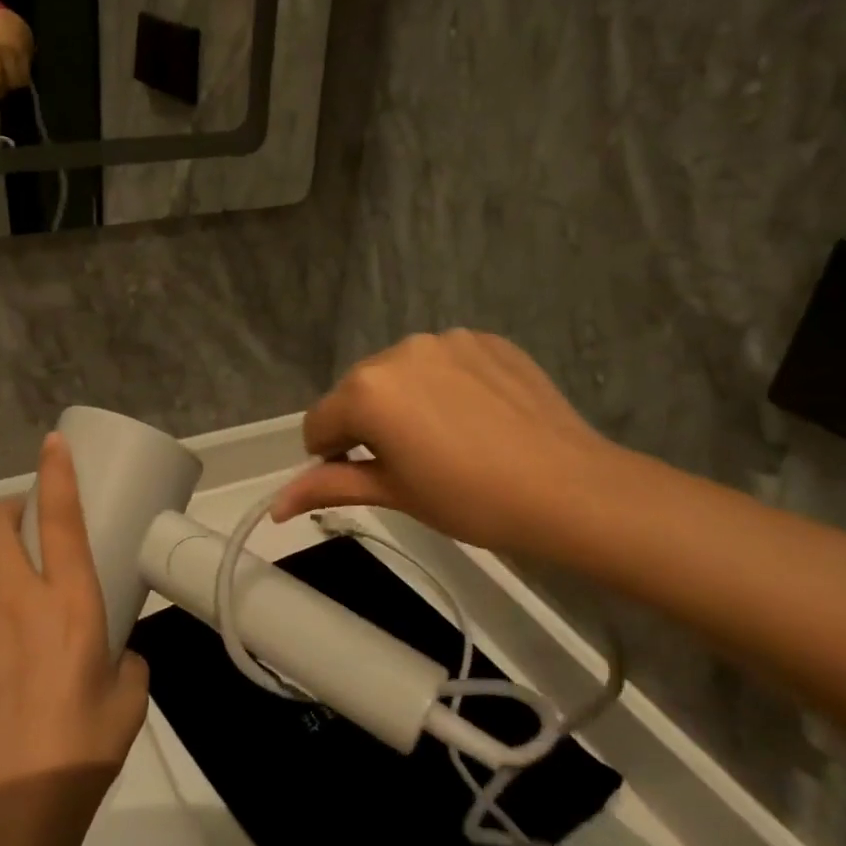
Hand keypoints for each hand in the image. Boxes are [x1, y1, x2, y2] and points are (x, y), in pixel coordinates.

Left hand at [0, 433, 149, 817]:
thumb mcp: (128, 697)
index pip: (61, 520)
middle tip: (13, 531)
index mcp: (70, 604)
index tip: (51, 443)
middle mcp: (17, 604)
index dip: (56, 474)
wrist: (12, 812)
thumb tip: (113, 651)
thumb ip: (123, 658)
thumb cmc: (84, 749)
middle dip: (1, 518)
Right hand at [270, 330, 632, 560]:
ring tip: (448, 440)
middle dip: (368, 425)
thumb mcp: (394, 494)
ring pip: (401, 374)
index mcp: (367, 389)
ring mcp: (446, 340)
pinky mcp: (486, 338)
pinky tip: (477, 418)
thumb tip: (275, 507)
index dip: (331, 456)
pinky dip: (446, 386)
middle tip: (409, 464)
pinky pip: (444, 362)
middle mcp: (398, 351)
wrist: (570, 488)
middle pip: (358, 392)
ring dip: (406, 401)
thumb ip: (328, 487)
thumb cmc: (470, 499)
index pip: (319, 422)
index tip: (365, 478)